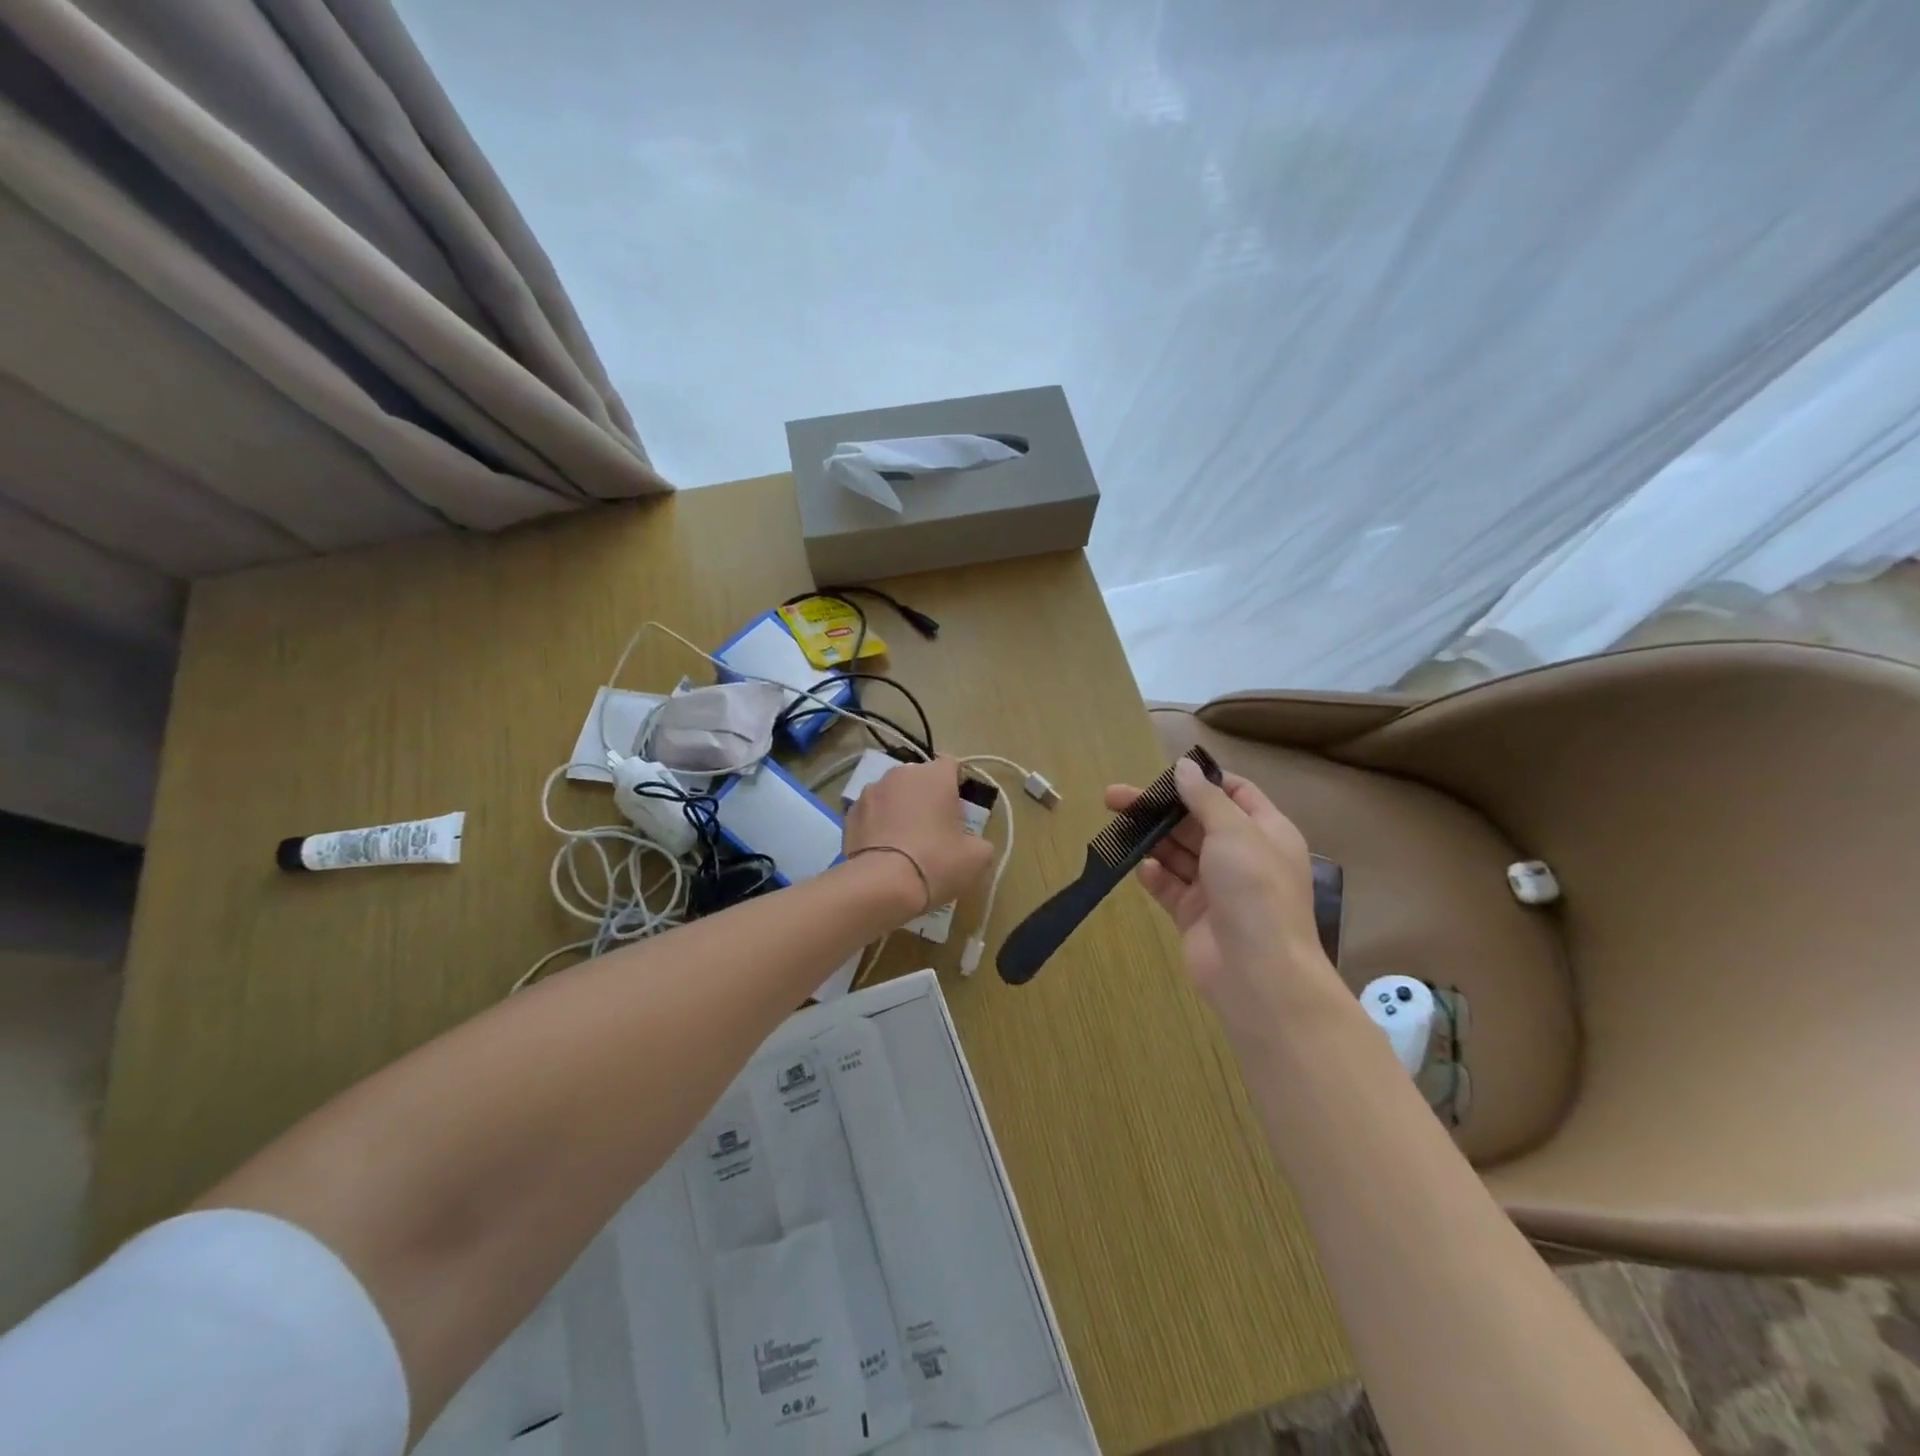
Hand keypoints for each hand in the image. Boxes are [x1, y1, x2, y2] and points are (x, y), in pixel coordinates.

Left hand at [844, 756, 994, 916]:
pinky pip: (871, 812)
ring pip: (893, 794)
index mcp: (935, 776)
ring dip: (900, 808)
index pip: (951, 765)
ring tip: (904, 842)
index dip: (957, 785)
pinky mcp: (849, 813)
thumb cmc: (936, 862)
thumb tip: (973, 842)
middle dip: (927, 797)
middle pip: (920, 779)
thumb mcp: (976, 858)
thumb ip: (980, 841)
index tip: (958, 811)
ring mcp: (870, 791)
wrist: (880, 885)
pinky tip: (883, 850)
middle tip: (934, 829)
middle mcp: (900, 774)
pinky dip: (878, 824)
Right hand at [1104, 758, 1338, 1024]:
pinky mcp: (1194, 915)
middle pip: (1196, 821)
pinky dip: (1154, 875)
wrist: (1258, 973)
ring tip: (1117, 828)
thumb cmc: (1254, 889)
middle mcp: (1243, 856)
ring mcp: (1217, 887)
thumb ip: (1204, 797)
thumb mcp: (1234, 831)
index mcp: (1266, 832)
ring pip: (1178, 853)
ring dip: (1151, 839)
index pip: (1235, 793)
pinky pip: (1169, 886)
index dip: (1202, 781)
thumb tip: (1185, 766)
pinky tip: (1140, 868)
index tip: (1165, 774)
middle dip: (1159, 809)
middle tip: (1115, 798)